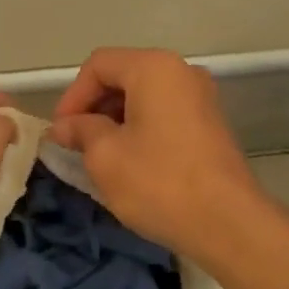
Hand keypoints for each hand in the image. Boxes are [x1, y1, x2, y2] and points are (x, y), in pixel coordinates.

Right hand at [50, 47, 263, 256]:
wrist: (228, 223)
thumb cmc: (159, 182)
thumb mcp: (105, 156)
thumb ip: (81, 131)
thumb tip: (64, 126)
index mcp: (154, 67)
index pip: (98, 65)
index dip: (72, 96)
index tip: (60, 133)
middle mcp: (181, 71)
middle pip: (123, 75)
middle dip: (94, 107)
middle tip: (75, 145)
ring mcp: (201, 96)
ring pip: (144, 96)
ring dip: (116, 120)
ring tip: (99, 156)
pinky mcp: (210, 123)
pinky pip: (164, 113)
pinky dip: (141, 128)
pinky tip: (130, 162)